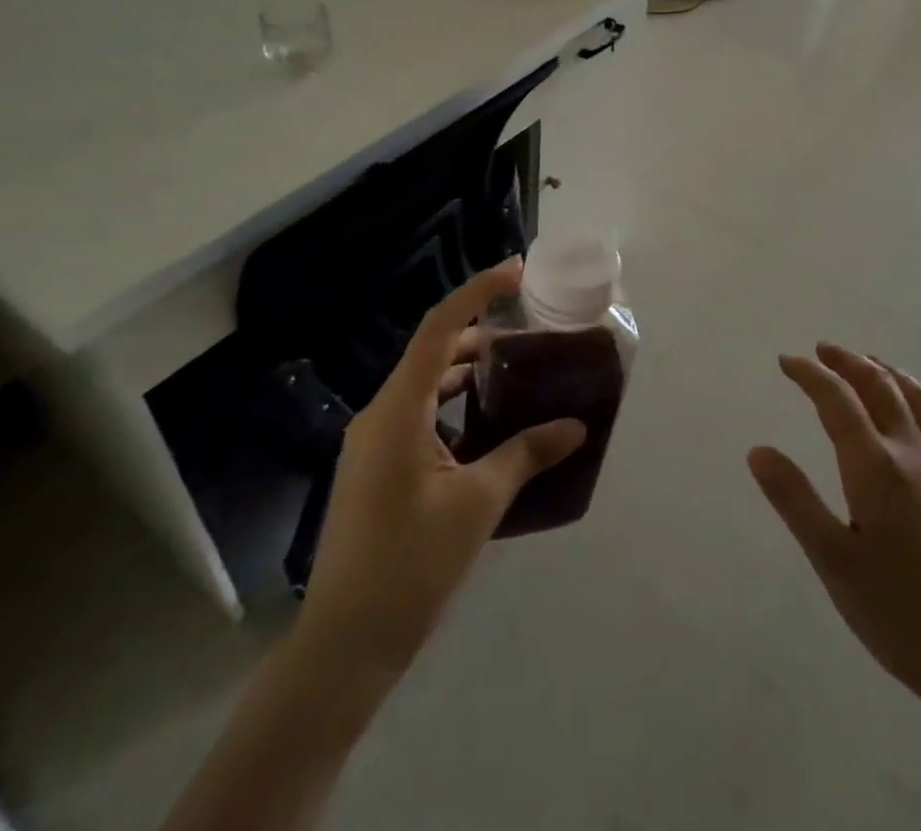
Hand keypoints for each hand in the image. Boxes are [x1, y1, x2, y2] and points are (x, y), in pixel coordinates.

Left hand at [297, 258, 584, 675]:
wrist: (343, 647)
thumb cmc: (410, 567)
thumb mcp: (478, 504)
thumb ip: (527, 454)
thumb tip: (576, 426)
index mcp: (398, 411)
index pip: (440, 328)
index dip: (479, 291)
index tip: (518, 271)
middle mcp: (380, 415)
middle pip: (435, 352)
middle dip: (483, 335)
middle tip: (533, 337)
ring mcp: (375, 443)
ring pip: (427, 385)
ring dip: (470, 373)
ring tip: (519, 376)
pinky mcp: (378, 467)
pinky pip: (421, 416)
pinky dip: (456, 406)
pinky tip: (492, 427)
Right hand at [748, 344, 920, 723]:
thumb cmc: (903, 616)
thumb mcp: (834, 562)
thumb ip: (795, 500)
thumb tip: (758, 449)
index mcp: (876, 466)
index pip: (837, 400)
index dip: (810, 374)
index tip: (787, 361)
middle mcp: (916, 452)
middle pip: (880, 387)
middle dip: (849, 362)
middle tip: (825, 350)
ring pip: (920, 399)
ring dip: (889, 373)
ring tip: (871, 364)